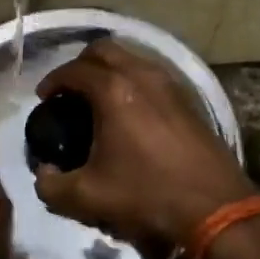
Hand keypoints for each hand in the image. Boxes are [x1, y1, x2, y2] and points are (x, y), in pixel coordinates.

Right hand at [32, 38, 256, 250]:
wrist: (215, 209)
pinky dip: (133, 82)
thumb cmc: (147, 196)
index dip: (52, 81)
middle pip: (103, 50)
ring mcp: (170, 85)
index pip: (73, 70)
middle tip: (69, 92)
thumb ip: (50, 185)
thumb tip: (44, 173)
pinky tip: (129, 114)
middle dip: (80, 65)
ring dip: (109, 71)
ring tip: (97, 101)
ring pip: (132, 59)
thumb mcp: (87, 197)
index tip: (44, 100)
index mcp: (113, 91)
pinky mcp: (188, 100)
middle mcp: (142, 76)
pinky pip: (152, 75)